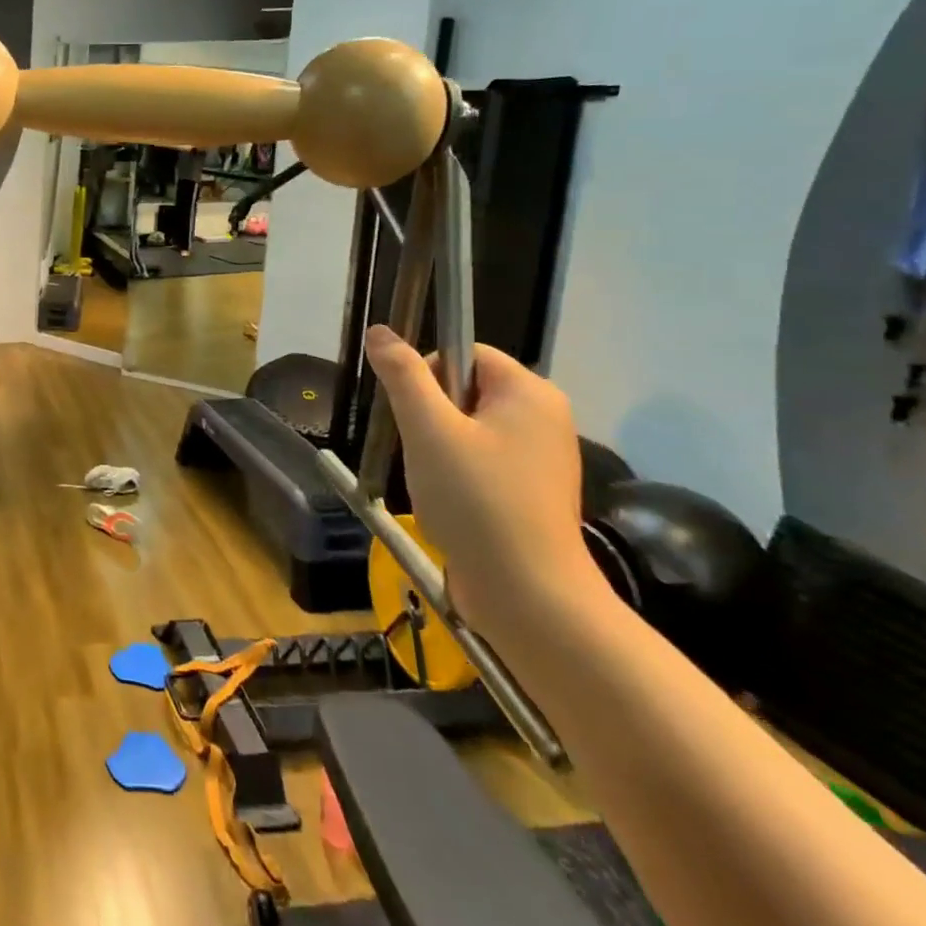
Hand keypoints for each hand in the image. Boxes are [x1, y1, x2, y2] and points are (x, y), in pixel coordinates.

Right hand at [363, 325, 606, 636]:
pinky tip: (451, 503)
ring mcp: (542, 457)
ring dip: (439, 448)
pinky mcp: (533, 491)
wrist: (528, 595)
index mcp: (530, 392)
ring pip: (469, 428)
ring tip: (436, 483)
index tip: (413, 415)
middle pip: (466, 390)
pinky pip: (483, 460)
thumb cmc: (476, 500)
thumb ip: (403, 375)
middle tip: (422, 452)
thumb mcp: (428, 429)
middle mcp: (544, 417)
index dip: (427, 375)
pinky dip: (458, 474)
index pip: (465, 353)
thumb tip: (381, 330)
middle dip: (431, 416)